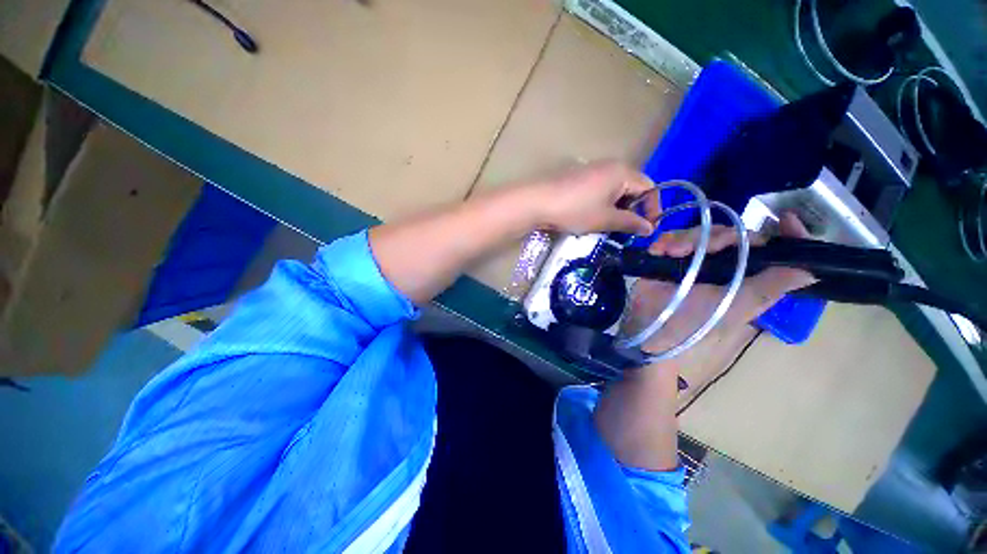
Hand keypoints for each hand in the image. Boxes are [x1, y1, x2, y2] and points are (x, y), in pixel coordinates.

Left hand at [530, 161, 655, 236]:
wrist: (537, 202)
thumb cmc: (575, 210)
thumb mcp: (605, 219)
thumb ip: (630, 223)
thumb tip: (650, 228)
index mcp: (622, 172)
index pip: (649, 188)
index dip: (652, 209)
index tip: (647, 229)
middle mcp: (610, 165)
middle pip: (632, 187)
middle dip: (633, 210)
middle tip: (626, 230)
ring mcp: (592, 170)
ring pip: (615, 190)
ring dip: (617, 208)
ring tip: (609, 226)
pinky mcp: (578, 177)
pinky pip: (600, 190)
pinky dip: (603, 203)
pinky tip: (592, 217)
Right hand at [622, 213, 816, 355]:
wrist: (649, 325)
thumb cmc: (695, 321)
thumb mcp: (736, 306)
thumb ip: (771, 288)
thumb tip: (812, 272)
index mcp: (746, 277)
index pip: (774, 250)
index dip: (785, 234)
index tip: (786, 219)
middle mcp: (724, 265)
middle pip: (735, 234)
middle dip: (722, 235)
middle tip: (708, 246)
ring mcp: (696, 260)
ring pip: (703, 232)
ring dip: (688, 238)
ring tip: (673, 252)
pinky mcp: (670, 257)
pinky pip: (673, 238)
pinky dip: (667, 240)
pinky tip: (661, 250)